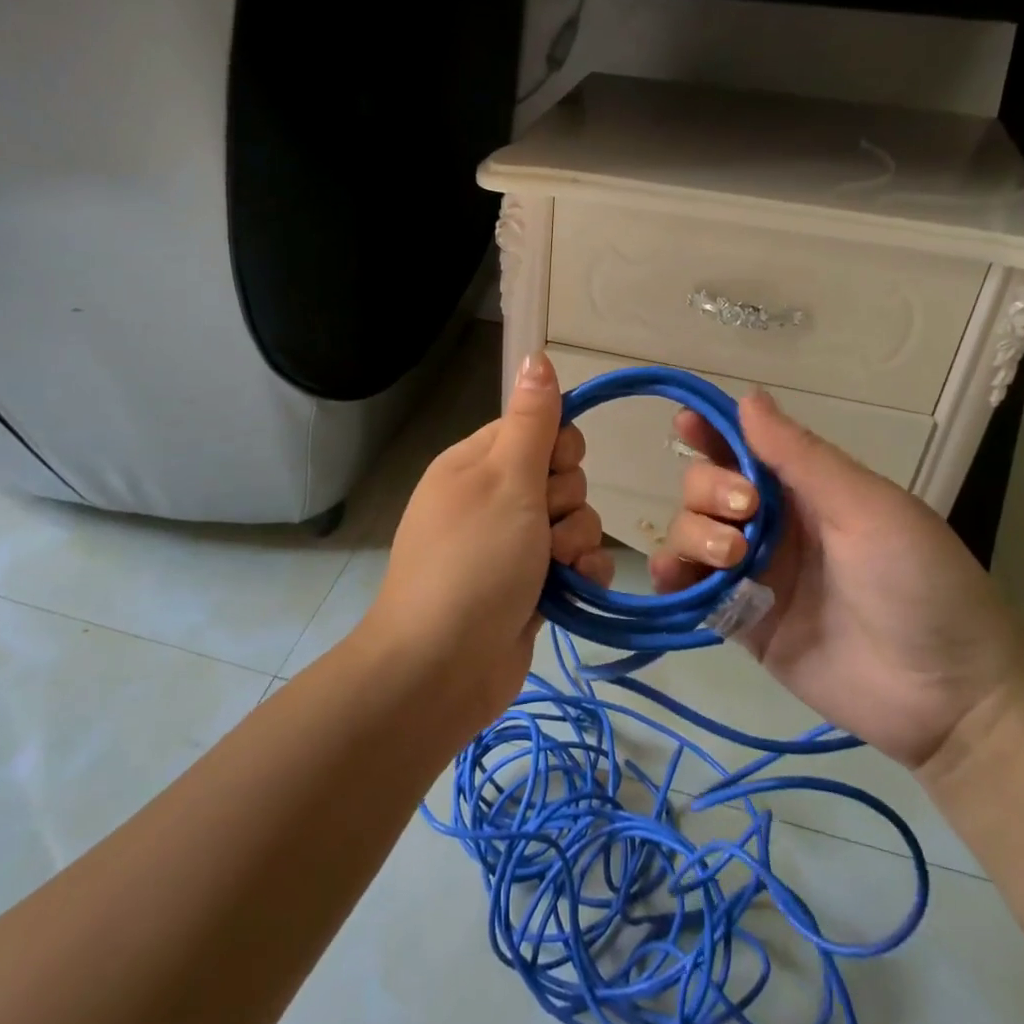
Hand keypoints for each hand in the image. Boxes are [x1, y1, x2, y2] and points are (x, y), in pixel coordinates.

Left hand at [356, 351, 614, 737]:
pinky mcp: (529, 585)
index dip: (556, 448)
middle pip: (560, 474)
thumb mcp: (504, 480)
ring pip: (573, 519)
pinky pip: (574, 561)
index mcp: (476, 463)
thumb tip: (535, 354)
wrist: (442, 669)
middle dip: (566, 501)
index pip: (536, 428)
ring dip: (575, 541)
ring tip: (552, 568)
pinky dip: (581, 572)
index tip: (551, 472)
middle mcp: (493, 498)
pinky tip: (575, 587)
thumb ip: (531, 420)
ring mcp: (510, 544)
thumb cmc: (473, 562)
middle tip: (541, 528)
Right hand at [647, 389, 1023, 771]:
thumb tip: (747, 397)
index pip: (745, 448)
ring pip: (691, 532)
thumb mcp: (868, 508)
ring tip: (732, 558)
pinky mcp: (740, 621)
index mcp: (807, 490)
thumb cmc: (920, 583)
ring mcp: (754, 574)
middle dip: (709, 489)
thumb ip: (802, 457)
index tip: (685, 424)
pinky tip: (675, 575)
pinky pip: (689, 589)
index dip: (712, 431)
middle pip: (707, 487)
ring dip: (694, 532)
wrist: (948, 697)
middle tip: (744, 511)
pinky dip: (672, 576)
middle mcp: (772, 525)